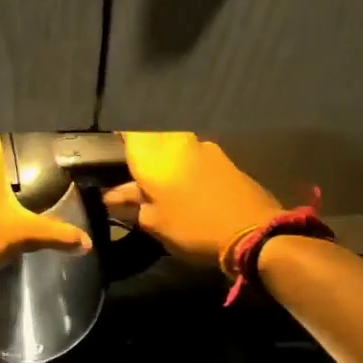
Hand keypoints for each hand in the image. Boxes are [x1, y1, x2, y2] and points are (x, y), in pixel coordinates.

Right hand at [103, 133, 284, 266]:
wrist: (255, 233)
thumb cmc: (192, 227)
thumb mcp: (153, 223)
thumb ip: (130, 205)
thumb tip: (112, 197)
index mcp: (154, 153)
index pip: (126, 129)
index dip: (115, 139)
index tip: (107, 155)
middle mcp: (177, 140)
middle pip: (149, 138)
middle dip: (138, 155)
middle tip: (129, 177)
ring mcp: (203, 147)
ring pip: (172, 147)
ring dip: (162, 163)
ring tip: (155, 188)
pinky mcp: (223, 159)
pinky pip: (191, 157)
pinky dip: (181, 169)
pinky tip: (181, 189)